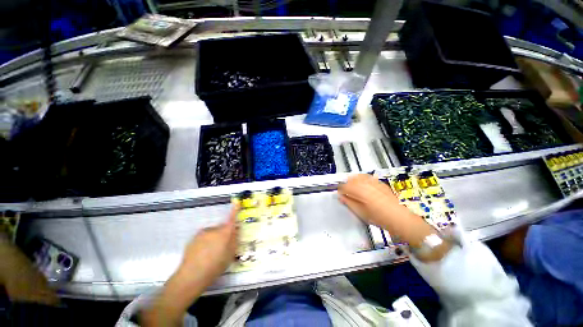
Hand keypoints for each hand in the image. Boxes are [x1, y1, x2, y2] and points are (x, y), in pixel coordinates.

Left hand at [141, 206, 238, 326]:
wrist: (191, 275)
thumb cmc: (215, 265)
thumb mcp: (231, 254)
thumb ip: (235, 240)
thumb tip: (236, 229)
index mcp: (225, 232)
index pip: (232, 218)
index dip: (235, 209)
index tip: (236, 202)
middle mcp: (214, 229)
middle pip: (222, 228)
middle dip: (224, 234)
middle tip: (223, 248)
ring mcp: (202, 233)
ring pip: (212, 233)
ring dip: (214, 238)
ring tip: (211, 254)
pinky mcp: (193, 238)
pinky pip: (204, 237)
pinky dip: (205, 242)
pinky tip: (202, 254)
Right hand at [338, 174, 410, 229]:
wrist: (398, 218)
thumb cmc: (379, 217)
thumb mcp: (360, 212)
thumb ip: (348, 203)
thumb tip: (341, 198)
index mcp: (359, 190)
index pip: (345, 186)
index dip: (340, 190)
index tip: (340, 193)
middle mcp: (365, 183)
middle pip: (351, 179)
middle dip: (347, 184)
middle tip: (346, 190)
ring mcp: (374, 182)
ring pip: (360, 176)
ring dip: (354, 180)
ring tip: (354, 187)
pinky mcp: (380, 183)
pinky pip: (368, 177)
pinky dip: (363, 180)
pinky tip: (364, 185)